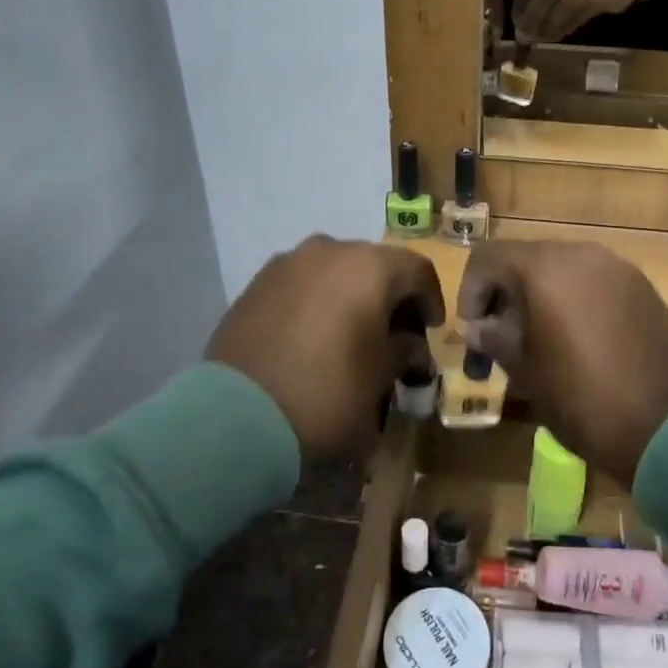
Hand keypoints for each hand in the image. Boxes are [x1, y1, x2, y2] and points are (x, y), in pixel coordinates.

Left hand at [207, 236, 445, 459]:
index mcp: (369, 266)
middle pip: (375, 265)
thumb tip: (410, 344)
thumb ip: (403, 350)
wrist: (236, 417)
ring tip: (350, 333)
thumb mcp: (380, 376)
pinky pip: (302, 283)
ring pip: (335, 270)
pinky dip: (317, 300)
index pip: (417, 269)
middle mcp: (329, 250)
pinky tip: (313, 335)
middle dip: (390, 296)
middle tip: (395, 333)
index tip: (431, 330)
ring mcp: (287, 263)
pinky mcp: (256, 283)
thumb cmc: (327, 392)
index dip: (431, 299)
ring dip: (351, 295)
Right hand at [457, 241, 667, 485]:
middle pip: (526, 259)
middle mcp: (581, 254)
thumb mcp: (526, 371)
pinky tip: (579, 340)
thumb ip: (496, 339)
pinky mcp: (643, 288)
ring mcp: (618, 268)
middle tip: (501, 338)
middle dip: (505, 294)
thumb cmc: (582, 399)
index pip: (488, 258)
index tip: (473, 332)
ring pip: (562, 268)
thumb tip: (479, 328)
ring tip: (539, 340)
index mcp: (544, 268)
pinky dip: (574, 300)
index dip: (470, 291)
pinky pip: (594, 282)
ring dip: (540, 295)